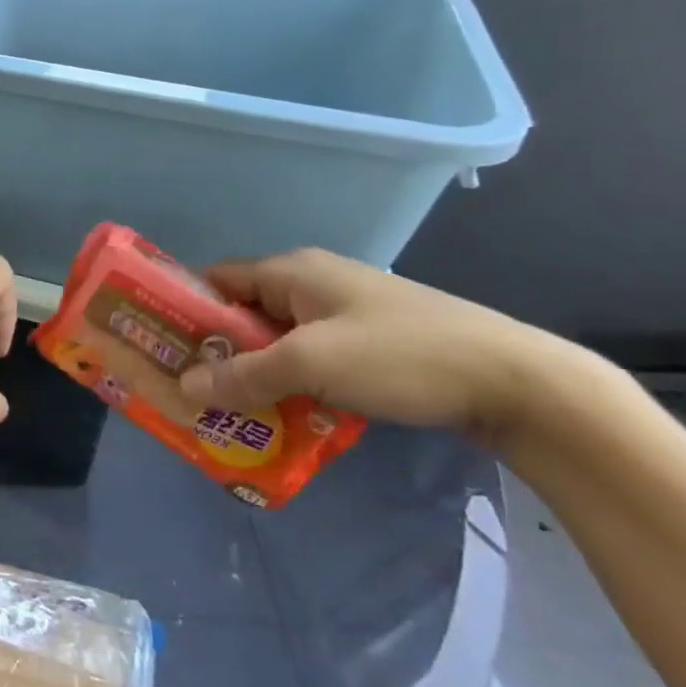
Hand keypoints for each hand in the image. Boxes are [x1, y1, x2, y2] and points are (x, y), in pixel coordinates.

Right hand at [175, 248, 584, 446]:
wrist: (519, 382)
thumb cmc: (401, 356)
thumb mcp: (311, 365)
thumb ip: (243, 375)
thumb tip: (184, 387)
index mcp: (293, 271)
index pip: (217, 280)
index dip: (188, 311)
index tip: (167, 350)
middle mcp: (313, 282)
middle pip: (245, 312)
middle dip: (220, 351)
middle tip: (196, 391)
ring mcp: (347, 312)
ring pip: (279, 339)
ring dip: (258, 372)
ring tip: (236, 411)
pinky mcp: (373, 341)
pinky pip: (313, 357)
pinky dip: (294, 381)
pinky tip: (291, 415)